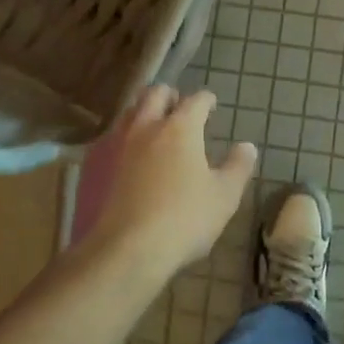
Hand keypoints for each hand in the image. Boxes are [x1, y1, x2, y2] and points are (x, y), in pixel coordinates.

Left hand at [84, 86, 257, 279]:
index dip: (206, 99)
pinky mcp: (96, 164)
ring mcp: (118, 143)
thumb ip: (238, 167)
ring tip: (154, 126)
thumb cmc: (184, 219)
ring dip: (144, 111)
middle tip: (179, 106)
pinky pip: (111, 137)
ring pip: (130, 111)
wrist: (126, 250)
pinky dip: (124, 137)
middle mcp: (146, 125)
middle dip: (170, 95)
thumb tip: (247, 146)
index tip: (211, 104)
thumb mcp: (224, 196)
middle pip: (155, 93)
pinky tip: (129, 155)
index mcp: (180, 127)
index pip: (196, 100)